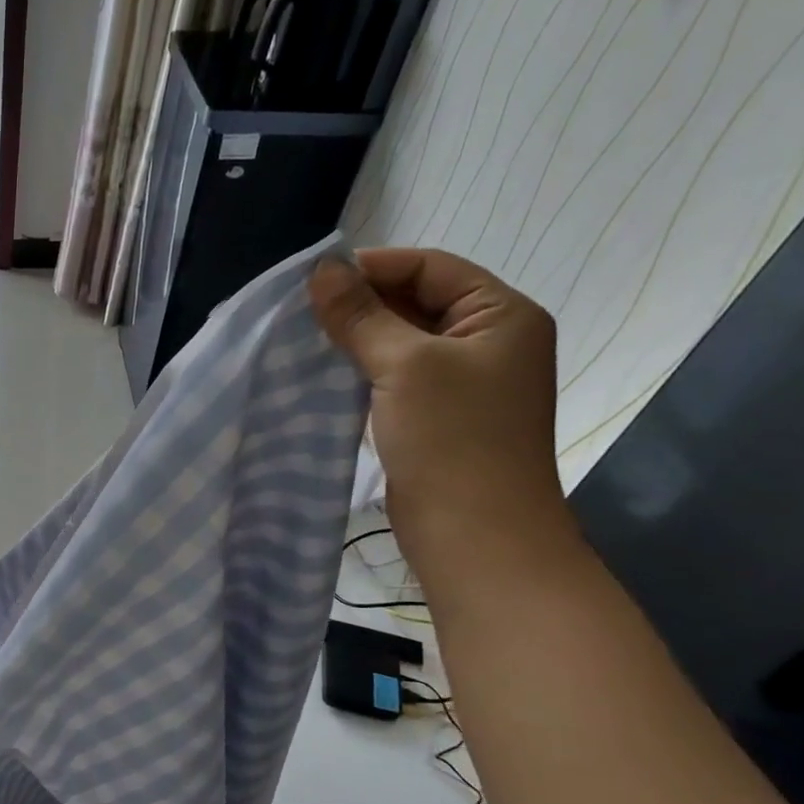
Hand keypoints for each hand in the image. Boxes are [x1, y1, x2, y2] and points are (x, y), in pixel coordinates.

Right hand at [308, 248, 570, 584]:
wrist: (475, 536)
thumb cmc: (452, 439)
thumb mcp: (404, 365)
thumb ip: (361, 315)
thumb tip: (321, 269)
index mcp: (501, 315)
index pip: (431, 267)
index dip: (373, 267)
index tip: (313, 282)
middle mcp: (488, 342)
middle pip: (417, 302)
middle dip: (361, 305)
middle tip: (302, 314)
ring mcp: (464, 384)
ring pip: (401, 344)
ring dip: (357, 340)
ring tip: (306, 342)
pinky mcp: (438, 419)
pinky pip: (396, 380)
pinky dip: (362, 373)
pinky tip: (325, 377)